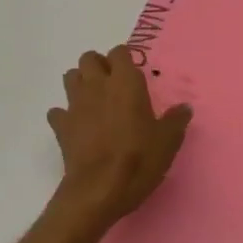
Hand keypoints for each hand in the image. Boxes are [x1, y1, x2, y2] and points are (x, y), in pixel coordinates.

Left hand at [48, 45, 191, 224]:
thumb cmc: (138, 159)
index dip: (126, 60)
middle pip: (89, 58)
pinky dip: (65, 115)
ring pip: (70, 77)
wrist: (99, 189)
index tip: (135, 75)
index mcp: (125, 83)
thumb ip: (175, 120)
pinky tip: (77, 127)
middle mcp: (97, 86)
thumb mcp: (168, 141)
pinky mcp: (61, 126)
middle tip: (113, 85)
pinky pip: (58, 112)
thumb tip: (184, 108)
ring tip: (95, 100)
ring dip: (80, 83)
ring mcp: (75, 105)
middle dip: (99, 66)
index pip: (120, 52)